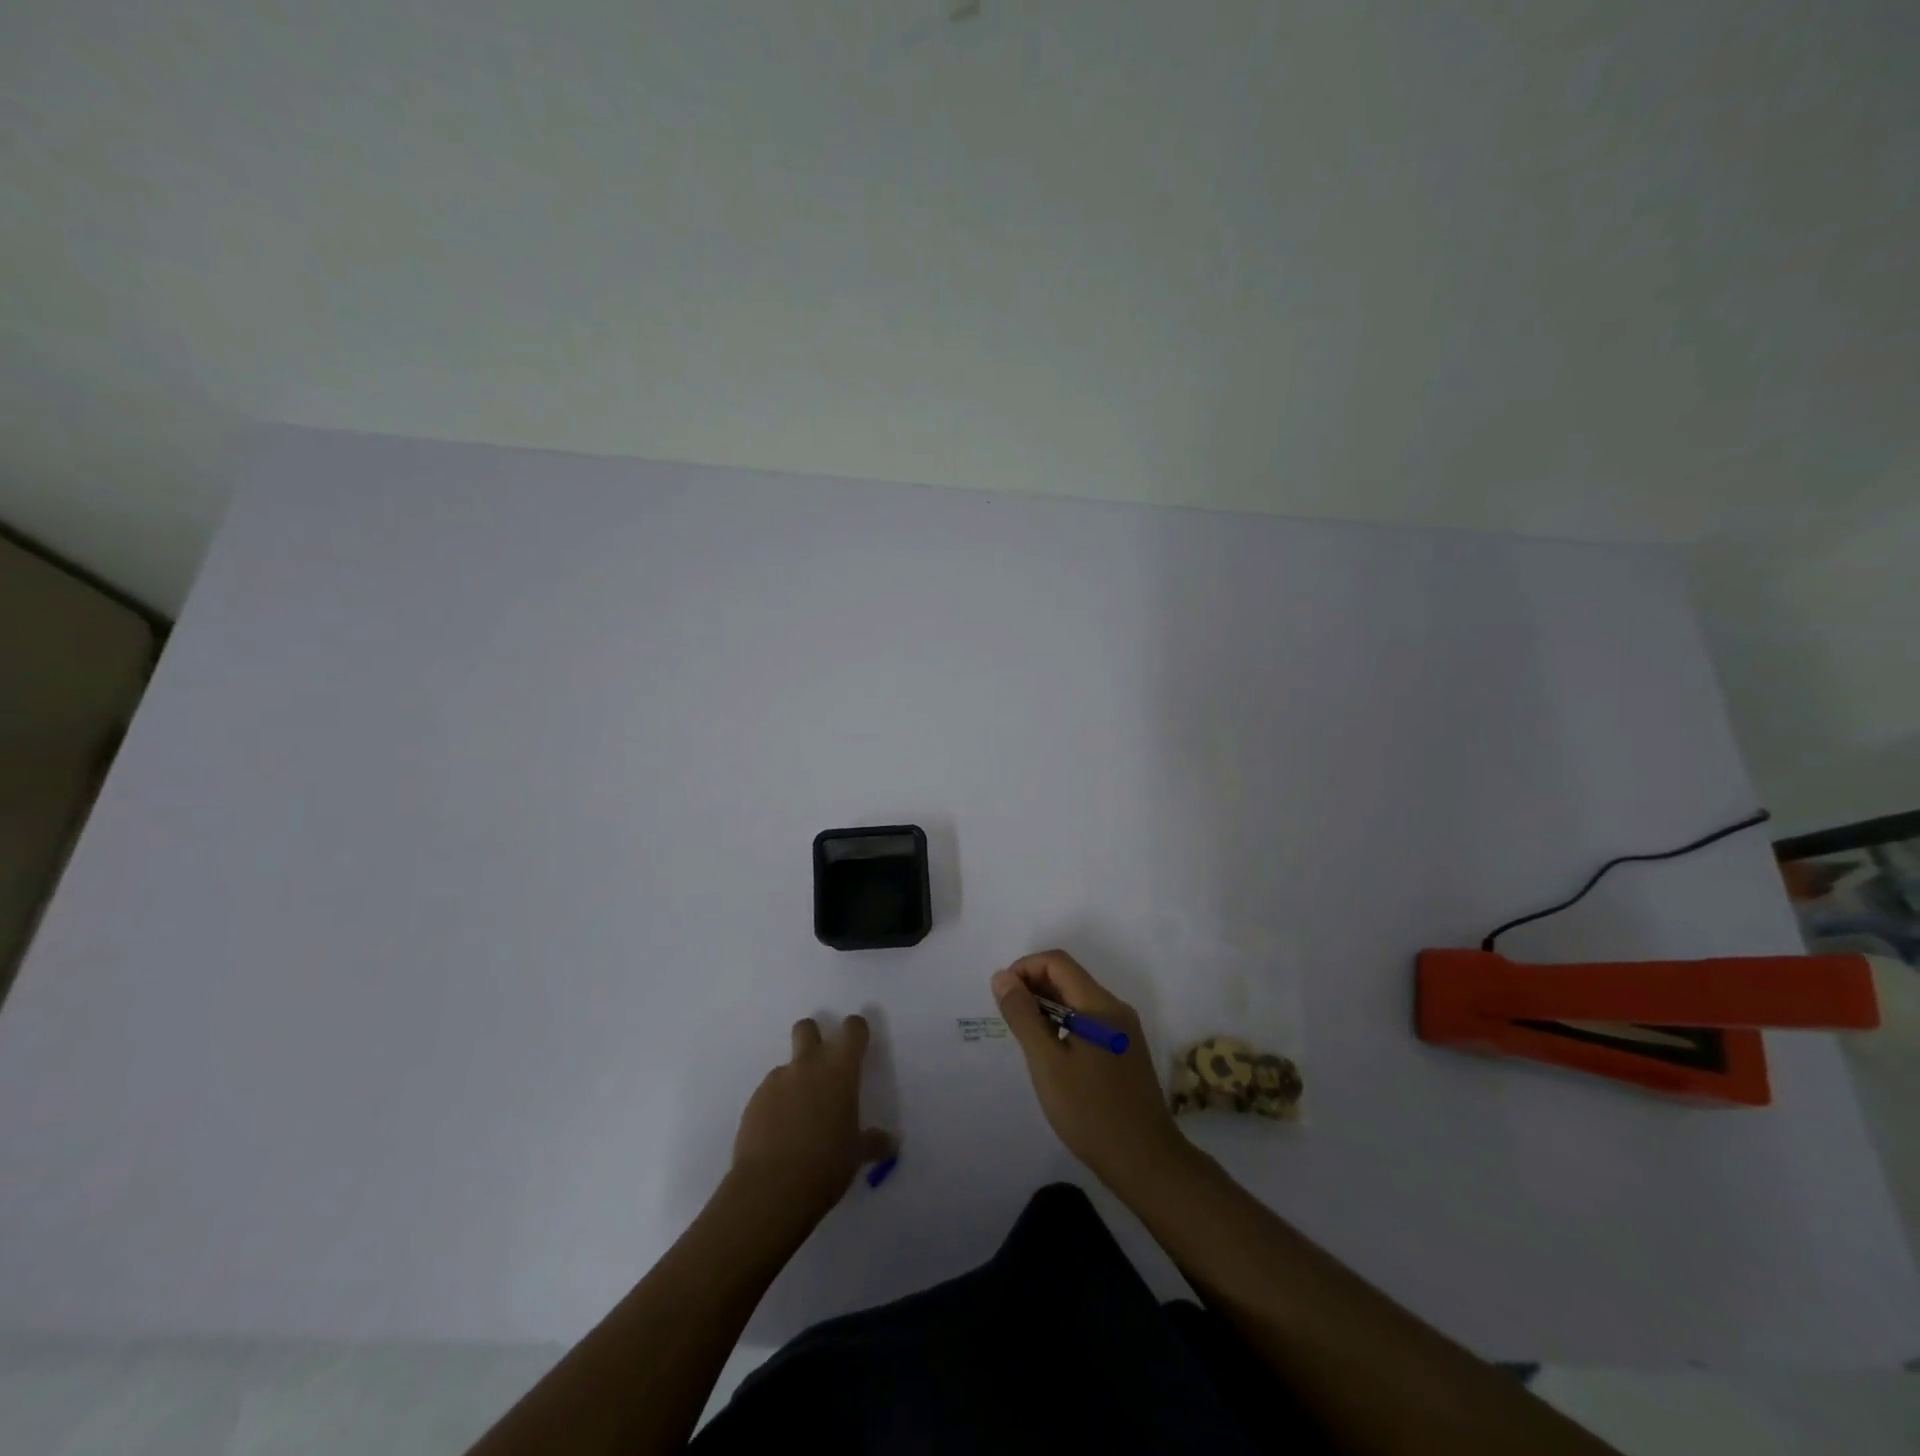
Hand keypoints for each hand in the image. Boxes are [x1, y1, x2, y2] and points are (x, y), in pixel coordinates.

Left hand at [730, 1015, 894, 1226]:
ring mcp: (776, 1081)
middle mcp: (807, 1065)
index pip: (853, 1029)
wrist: (769, 1190)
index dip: (857, 1031)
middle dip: (814, 1037)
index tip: (859, 1044)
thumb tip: (891, 1143)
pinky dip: (776, 1105)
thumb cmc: (825, 1165)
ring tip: (798, 1118)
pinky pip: (769, 1093)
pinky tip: (778, 1135)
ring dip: (794, 1081)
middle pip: (807, 1027)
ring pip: (787, 1066)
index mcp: (840, 1070)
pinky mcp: (753, 1101)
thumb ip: (873, 1142)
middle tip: (822, 1068)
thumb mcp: (856, 1155)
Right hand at [993, 950, 1188, 1191]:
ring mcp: (1124, 1031)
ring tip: (1026, 1037)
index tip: (1002, 996)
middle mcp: (1116, 1008)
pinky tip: (1052, 1053)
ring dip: (1047, 1006)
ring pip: (1078, 1000)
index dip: (1024, 968)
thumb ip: (1023, 1015)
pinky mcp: (1126, 1051)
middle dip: (1034, 986)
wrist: (1146, 1162)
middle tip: (1009, 1018)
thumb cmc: (1090, 1111)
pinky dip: (1064, 1023)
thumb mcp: (1047, 1063)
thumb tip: (1003, 977)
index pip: (1057, 962)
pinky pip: (1089, 1021)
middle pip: (1069, 978)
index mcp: (1099, 1004)